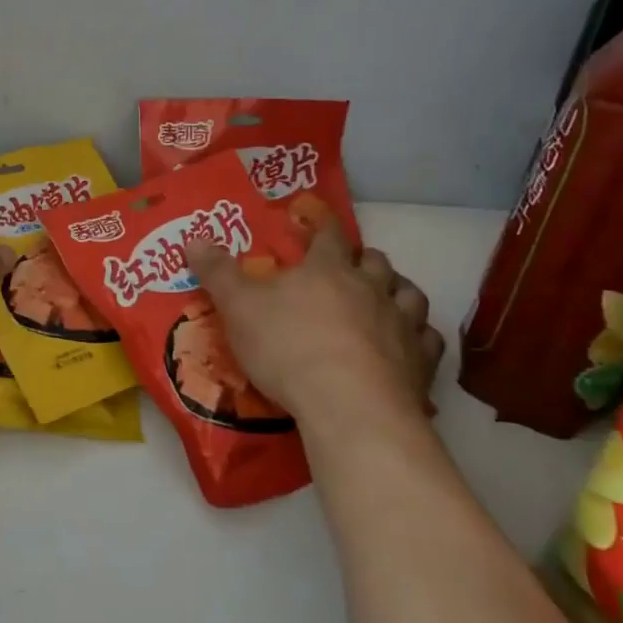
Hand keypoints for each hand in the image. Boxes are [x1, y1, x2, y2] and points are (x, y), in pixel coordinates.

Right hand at [186, 218, 443, 447]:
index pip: (328, 234)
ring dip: (397, 291)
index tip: (315, 216)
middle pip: (374, 261)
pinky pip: (428, 339)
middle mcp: (371, 288)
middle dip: (361, 259)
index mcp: (328, 269)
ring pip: (409, 294)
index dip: (321, 223)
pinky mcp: (421, 362)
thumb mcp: (239, 308)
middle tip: (347, 268)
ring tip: (384, 299)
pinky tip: (409, 345)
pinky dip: (419, 337)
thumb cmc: (288, 348)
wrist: (349, 406)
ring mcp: (401, 324)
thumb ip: (217, 273)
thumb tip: (193, 237)